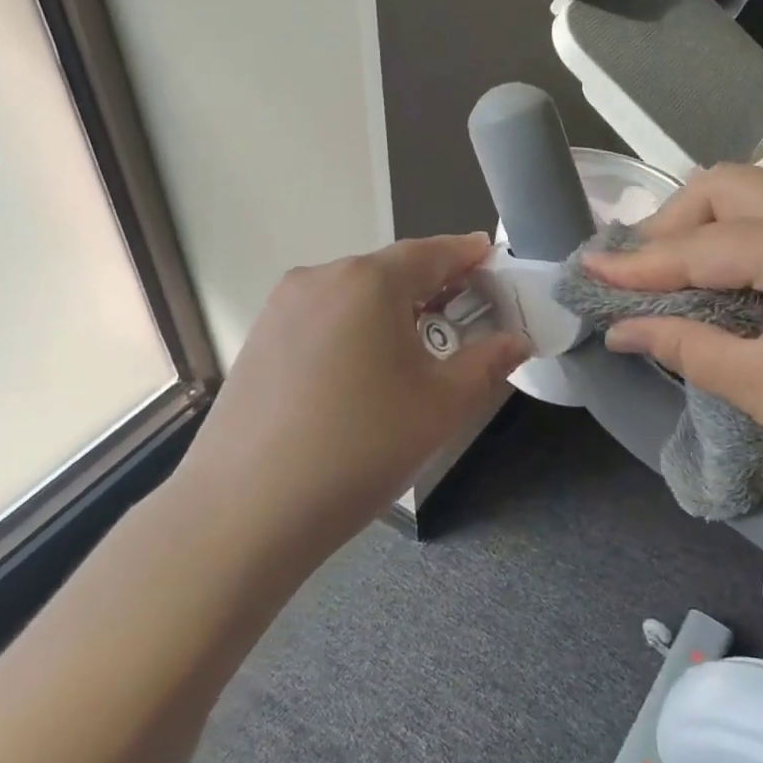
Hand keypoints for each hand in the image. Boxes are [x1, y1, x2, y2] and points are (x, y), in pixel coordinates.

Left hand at [178, 234, 527, 557]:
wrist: (246, 510)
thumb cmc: (361, 448)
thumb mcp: (441, 406)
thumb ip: (487, 362)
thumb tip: (516, 340)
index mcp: (368, 281)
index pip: (432, 252)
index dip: (467, 255)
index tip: (491, 259)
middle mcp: (320, 278)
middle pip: (389, 271)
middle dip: (431, 287)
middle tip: (464, 316)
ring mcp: (282, 307)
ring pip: (353, 295)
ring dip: (390, 311)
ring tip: (415, 351)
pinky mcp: (259, 338)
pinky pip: (322, 318)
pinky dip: (353, 329)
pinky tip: (361, 372)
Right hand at [585, 164, 762, 530]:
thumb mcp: (759, 383)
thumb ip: (682, 343)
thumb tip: (618, 329)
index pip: (700, 245)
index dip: (637, 264)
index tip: (586, 269)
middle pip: (729, 187)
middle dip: (673, 222)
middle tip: (638, 268)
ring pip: (761, 197)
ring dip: (709, 225)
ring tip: (672, 269)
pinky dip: (746, 239)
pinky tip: (726, 275)